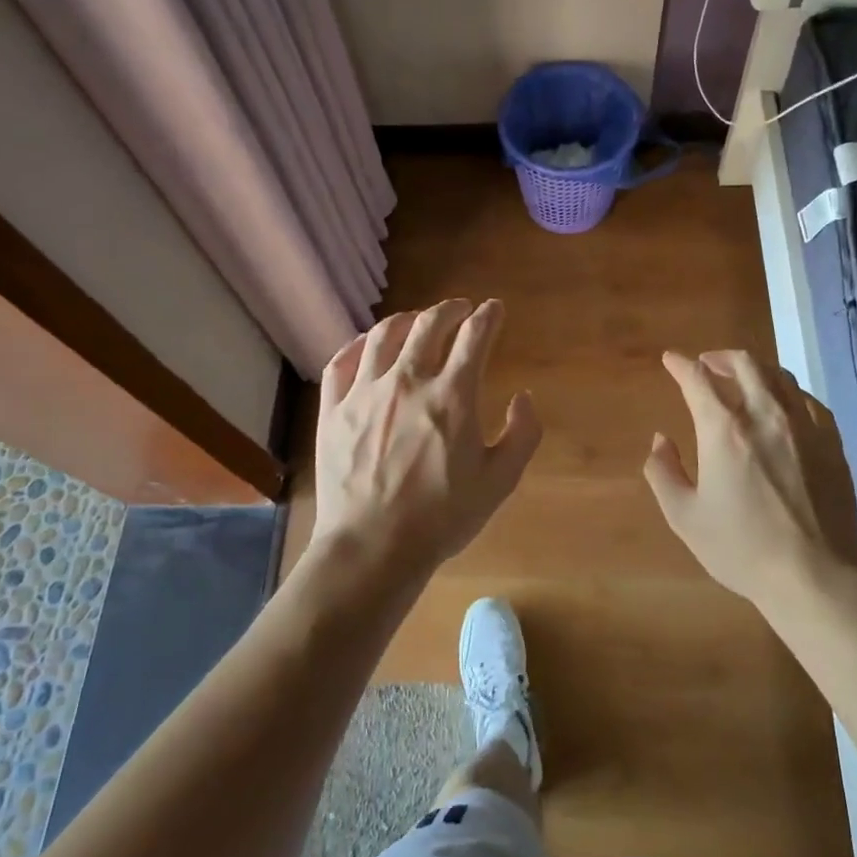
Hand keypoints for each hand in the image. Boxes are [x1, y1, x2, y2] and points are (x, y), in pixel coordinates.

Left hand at [310, 298, 541, 582]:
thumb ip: (522, 434)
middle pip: (429, 324)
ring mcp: (365, 392)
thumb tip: (523, 397)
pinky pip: (341, 362)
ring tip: (417, 320)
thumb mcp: (500, 481)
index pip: (474, 336)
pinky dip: (357, 345)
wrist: (373, 547)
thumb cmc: (442, 517)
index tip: (494, 309)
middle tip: (461, 309)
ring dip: (407, 319)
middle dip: (450, 309)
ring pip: (384, 335)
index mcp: (452, 395)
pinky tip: (367, 345)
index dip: (488, 316)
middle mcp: (408, 381)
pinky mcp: (333, 410)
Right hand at [643, 351, 856, 611]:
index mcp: (724, 429)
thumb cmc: (741, 548)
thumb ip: (663, 472)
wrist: (814, 576)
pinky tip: (782, 406)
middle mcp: (765, 414)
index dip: (680, 364)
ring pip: (779, 375)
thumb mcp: (684, 516)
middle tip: (706, 365)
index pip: (698, 378)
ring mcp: (804, 426)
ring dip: (754, 369)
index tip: (671, 360)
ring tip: (742, 380)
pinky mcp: (831, 442)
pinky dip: (786, 392)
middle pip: (744, 363)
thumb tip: (660, 440)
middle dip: (719, 357)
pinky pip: (807, 400)